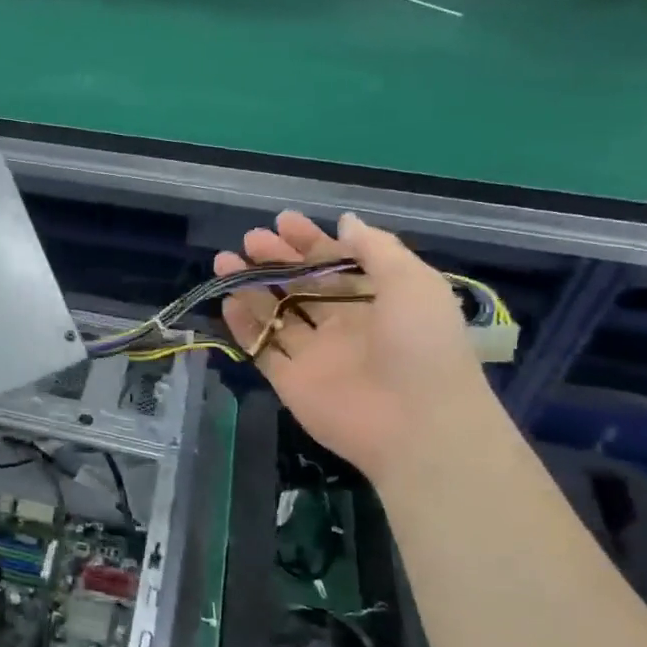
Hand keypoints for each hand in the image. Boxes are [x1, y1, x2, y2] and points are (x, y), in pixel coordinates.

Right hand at [216, 211, 493, 483]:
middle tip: (250, 239)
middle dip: (276, 260)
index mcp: (377, 300)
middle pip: (302, 285)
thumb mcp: (412, 283)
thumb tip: (344, 221)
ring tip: (224, 261)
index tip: (282, 221)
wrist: (417, 425)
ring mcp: (315, 354)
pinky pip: (262, 348)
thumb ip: (376, 249)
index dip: (310, 241)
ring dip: (251, 287)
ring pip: (276, 314)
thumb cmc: (421, 345)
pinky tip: (227, 301)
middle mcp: (344, 324)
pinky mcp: (290, 381)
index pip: (336, 263)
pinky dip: (244, 325)